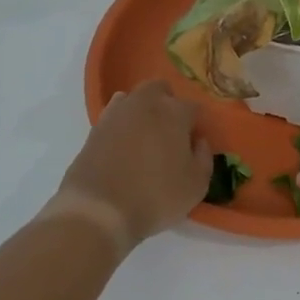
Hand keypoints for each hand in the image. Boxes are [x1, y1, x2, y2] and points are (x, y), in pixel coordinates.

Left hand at [50, 80, 209, 250]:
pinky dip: (121, 124)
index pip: (193, 108)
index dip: (196, 125)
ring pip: (134, 98)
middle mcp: (146, 103)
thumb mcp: (196, 186)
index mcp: (174, 112)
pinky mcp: (95, 128)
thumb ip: (204, 158)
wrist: (99, 210)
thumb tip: (199, 142)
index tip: (194, 144)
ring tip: (144, 138)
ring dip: (142, 110)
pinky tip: (122, 145)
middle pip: (160, 89)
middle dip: (167, 103)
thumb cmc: (155, 197)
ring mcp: (117, 113)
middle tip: (169, 132)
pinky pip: (114, 116)